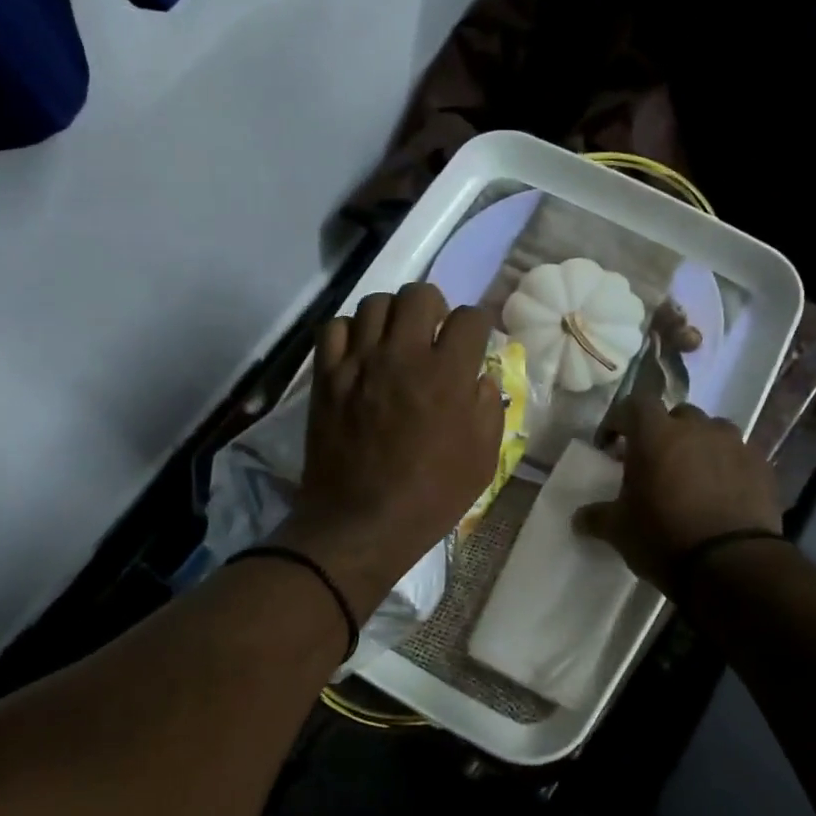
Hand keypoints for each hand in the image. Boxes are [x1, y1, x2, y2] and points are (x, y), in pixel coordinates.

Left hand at [276, 282, 503, 619]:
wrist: (362, 523)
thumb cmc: (431, 497)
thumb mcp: (483, 459)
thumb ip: (488, 407)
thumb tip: (479, 377)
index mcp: (448, 374)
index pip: (470, 317)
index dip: (477, 326)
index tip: (473, 342)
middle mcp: (403, 355)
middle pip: (420, 293)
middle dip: (434, 308)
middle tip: (432, 335)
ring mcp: (359, 362)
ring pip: (375, 303)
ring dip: (392, 316)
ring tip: (394, 342)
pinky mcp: (327, 376)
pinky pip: (333, 327)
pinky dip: (349, 332)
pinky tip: (359, 354)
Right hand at [574, 398, 782, 591]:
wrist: (733, 565)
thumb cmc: (664, 538)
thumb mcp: (619, 531)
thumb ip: (597, 517)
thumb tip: (578, 518)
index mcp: (656, 434)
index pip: (634, 404)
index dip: (620, 420)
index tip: (610, 444)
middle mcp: (697, 428)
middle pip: (677, 415)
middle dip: (663, 432)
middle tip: (654, 461)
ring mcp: (735, 444)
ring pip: (712, 432)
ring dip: (699, 446)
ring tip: (692, 476)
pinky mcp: (762, 466)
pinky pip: (739, 456)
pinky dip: (726, 466)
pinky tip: (722, 493)